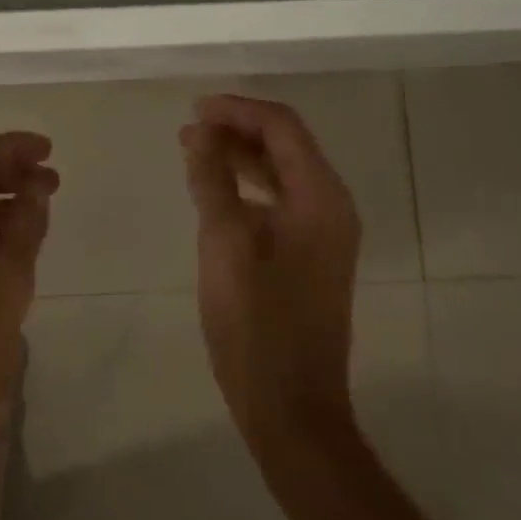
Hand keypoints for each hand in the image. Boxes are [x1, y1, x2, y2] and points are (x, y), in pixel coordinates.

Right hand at [181, 95, 448, 519]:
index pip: (282, 126)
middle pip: (286, 144)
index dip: (237, 110)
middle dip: (238, 128)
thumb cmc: (256, 325)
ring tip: (194, 149)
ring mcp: (324, 233)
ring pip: (281, 171)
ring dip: (240, 154)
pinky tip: (216, 189)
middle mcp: (331, 206)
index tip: (194, 111)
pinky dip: (247, 185)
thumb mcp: (224, 243)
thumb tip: (200, 133)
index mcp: (321, 197)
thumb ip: (212, 180)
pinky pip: (279, 200)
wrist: (292, 409)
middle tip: (189, 129)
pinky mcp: (309, 254)